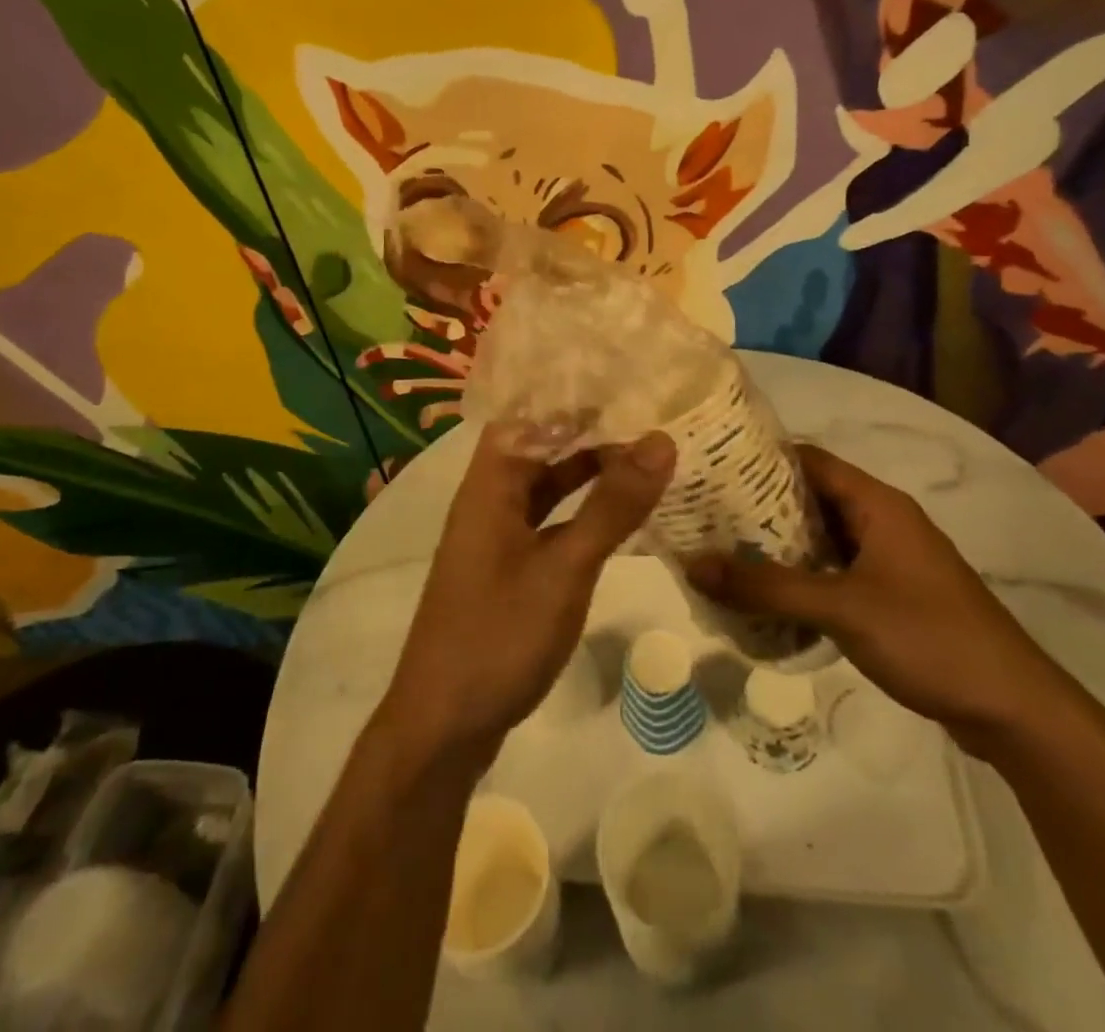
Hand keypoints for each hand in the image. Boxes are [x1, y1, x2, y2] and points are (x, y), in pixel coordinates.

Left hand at [379, 426, 675, 765]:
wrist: (443, 726)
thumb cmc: (499, 634)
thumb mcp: (566, 567)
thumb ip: (612, 505)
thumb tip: (660, 439)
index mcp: (490, 485)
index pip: (525, 413)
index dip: (568, 393)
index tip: (623, 378)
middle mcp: (488, 501)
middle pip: (538, 448)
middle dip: (588, 431)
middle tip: (649, 414)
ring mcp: (497, 538)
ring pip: (545, 488)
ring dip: (587, 473)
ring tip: (645, 456)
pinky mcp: (508, 570)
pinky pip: (548, 523)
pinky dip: (581, 513)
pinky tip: (619, 516)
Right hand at [683, 444, 1076, 753]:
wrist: (1013, 708)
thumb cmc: (928, 637)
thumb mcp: (841, 609)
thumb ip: (767, 588)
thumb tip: (693, 564)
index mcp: (877, 503)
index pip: (808, 459)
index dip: (760, 458)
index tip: (712, 467)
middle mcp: (883, 520)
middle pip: (812, 497)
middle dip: (760, 505)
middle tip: (707, 514)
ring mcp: (890, 558)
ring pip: (824, 536)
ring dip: (780, 544)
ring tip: (726, 551)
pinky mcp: (893, 593)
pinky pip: (837, 569)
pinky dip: (803, 575)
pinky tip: (769, 595)